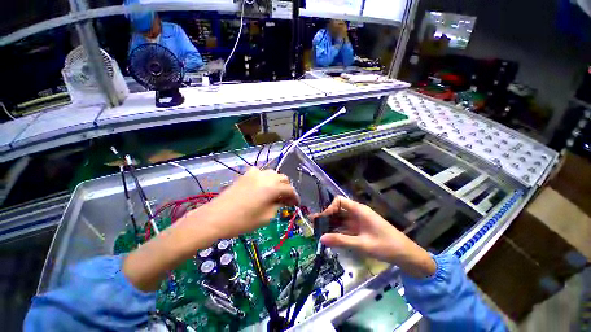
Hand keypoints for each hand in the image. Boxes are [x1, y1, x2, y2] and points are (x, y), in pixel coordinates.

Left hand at [189, 167, 299, 239]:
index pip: (290, 189)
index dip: (295, 197)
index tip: (296, 204)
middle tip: (286, 200)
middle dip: (287, 189)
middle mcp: (266, 176)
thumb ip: (278, 206)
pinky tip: (262, 186)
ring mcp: (255, 173)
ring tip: (275, 193)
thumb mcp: (266, 216)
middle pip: (283, 179)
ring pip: (273, 174)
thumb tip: (283, 201)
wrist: (217, 217)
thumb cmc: (243, 220)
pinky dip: (265, 178)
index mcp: (273, 187)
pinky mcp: (246, 174)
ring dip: (277, 182)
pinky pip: (261, 173)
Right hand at [313, 196, 435, 277]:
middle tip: (314, 225)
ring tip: (319, 231)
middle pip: (338, 210)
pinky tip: (331, 237)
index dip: (329, 208)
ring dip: (331, 224)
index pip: (339, 201)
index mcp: (359, 210)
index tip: (322, 220)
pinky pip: (346, 227)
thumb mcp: (362, 244)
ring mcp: (359, 221)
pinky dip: (338, 230)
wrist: (406, 255)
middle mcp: (358, 213)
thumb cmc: (386, 246)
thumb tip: (321, 238)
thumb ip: (341, 240)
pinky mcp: (361, 229)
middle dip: (326, 216)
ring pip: (341, 219)